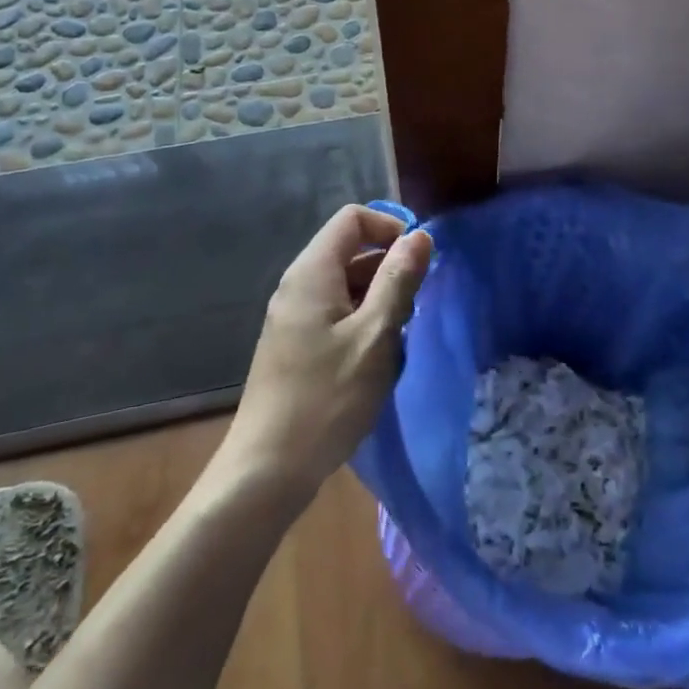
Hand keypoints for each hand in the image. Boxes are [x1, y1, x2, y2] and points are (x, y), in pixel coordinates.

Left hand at [223, 204, 432, 501]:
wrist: (268, 470)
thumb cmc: (326, 398)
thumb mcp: (375, 336)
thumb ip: (398, 281)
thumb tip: (421, 236)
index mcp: (312, 273)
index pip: (353, 219)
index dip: (390, 228)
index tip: (419, 262)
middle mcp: (299, 285)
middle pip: (351, 251)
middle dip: (390, 269)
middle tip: (415, 308)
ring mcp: (295, 317)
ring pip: (348, 286)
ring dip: (380, 301)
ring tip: (399, 340)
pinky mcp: (297, 345)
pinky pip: (338, 314)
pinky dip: (364, 324)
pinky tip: (378, 360)